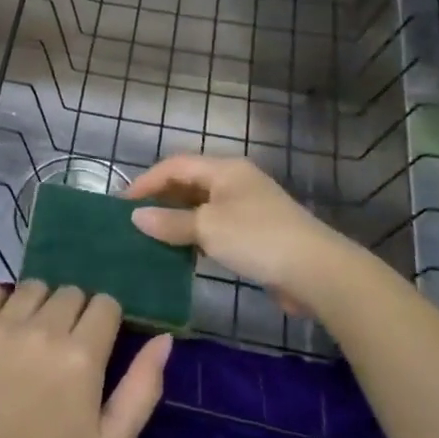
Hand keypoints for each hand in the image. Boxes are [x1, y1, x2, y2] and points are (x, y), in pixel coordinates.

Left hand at [0, 282, 171, 437]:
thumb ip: (142, 388)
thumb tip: (164, 339)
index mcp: (82, 355)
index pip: (105, 304)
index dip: (105, 321)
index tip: (96, 346)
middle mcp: (43, 329)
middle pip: (71, 292)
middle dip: (74, 314)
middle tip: (63, 349)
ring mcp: (0, 325)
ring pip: (34, 287)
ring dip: (40, 305)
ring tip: (32, 338)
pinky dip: (1, 302)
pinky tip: (2, 328)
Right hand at [126, 154, 380, 310]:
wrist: (317, 271)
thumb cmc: (258, 238)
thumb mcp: (208, 228)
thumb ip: (170, 222)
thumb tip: (136, 216)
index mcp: (224, 169)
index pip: (175, 165)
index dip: (146, 181)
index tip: (121, 204)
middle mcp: (235, 181)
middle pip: (188, 182)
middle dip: (160, 198)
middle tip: (133, 220)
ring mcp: (247, 207)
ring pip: (201, 206)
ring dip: (176, 218)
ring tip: (150, 236)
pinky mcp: (255, 233)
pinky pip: (215, 226)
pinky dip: (195, 235)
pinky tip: (181, 252)